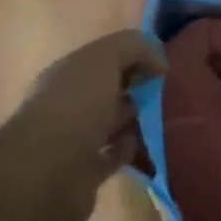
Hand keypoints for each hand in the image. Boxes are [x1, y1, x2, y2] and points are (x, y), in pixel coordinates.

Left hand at [2, 29, 166, 220]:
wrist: (49, 170)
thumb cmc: (76, 104)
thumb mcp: (105, 57)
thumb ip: (134, 47)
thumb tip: (159, 61)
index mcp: (68, 72)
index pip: (104, 58)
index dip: (134, 57)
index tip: (164, 66)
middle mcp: (68, 103)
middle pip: (108, 90)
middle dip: (136, 89)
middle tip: (170, 93)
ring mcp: (74, 139)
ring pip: (112, 123)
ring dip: (135, 120)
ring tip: (168, 119)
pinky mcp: (85, 172)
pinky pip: (114, 155)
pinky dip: (130, 150)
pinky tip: (150, 146)